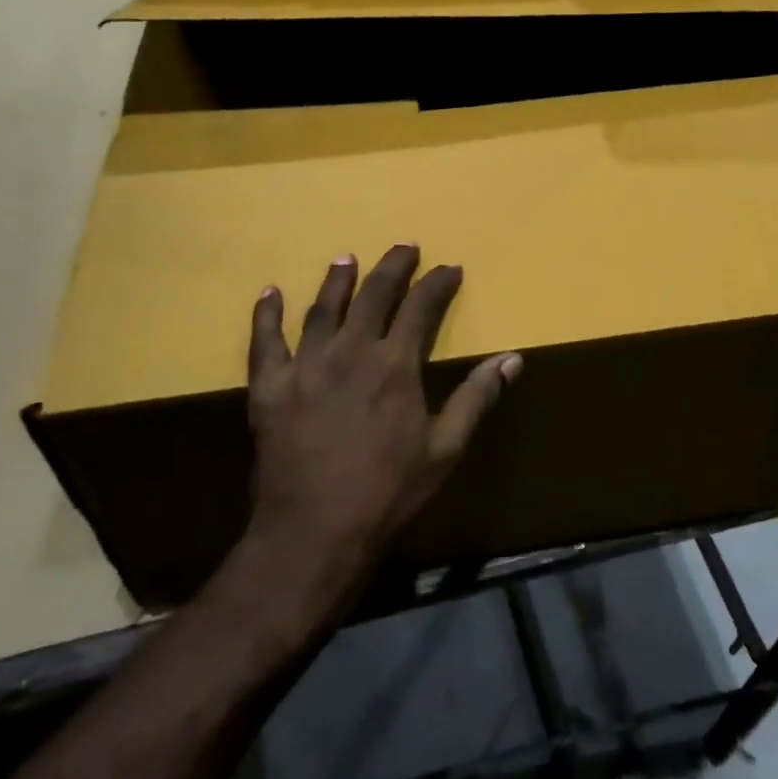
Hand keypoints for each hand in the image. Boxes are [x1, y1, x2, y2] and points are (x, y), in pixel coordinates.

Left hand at [244, 245, 519, 573]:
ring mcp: (305, 365)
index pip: (421, 307)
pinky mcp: (269, 386)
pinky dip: (266, 314)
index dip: (438, 283)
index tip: (450, 268)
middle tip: (405, 247)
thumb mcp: (444, 449)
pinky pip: (265, 341)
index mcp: (394, 365)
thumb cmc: (387, 492)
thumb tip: (513, 358)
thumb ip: (477, 398)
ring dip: (337, 280)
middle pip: (374, 295)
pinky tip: (270, 293)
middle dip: (392, 267)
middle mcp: (350, 351)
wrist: (314, 531)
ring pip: (322, 308)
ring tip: (347, 258)